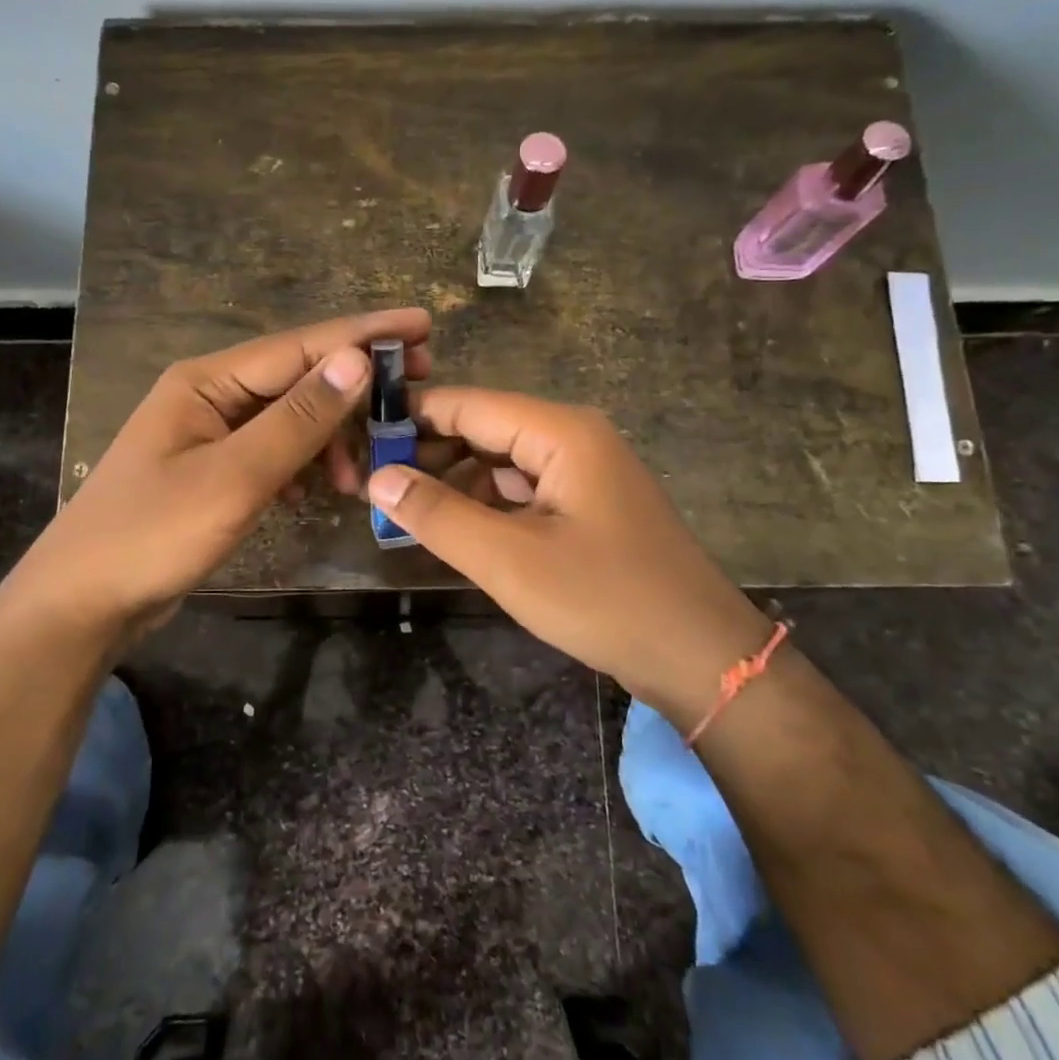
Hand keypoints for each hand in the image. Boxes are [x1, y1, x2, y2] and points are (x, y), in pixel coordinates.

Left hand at [29, 309, 431, 641]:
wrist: (83, 601)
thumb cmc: (153, 534)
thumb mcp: (235, 477)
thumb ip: (297, 419)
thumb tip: (356, 360)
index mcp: (207, 381)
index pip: (301, 345)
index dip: (364, 334)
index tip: (424, 325)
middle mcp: (209, 395)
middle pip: (298, 378)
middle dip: (354, 389)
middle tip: (414, 396)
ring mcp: (209, 434)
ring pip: (289, 419)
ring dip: (330, 439)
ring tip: (359, 478)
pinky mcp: (212, 470)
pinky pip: (273, 452)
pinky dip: (303, 466)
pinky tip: (318, 491)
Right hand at [367, 388, 770, 719]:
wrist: (700, 655)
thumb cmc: (604, 599)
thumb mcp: (509, 560)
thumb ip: (438, 514)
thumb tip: (378, 477)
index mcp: (560, 432)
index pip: (468, 404)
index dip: (411, 418)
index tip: (358, 440)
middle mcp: (573, 438)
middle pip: (484, 429)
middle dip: (429, 453)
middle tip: (370, 484)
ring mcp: (584, 473)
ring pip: (501, 462)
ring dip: (454, 482)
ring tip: (401, 509)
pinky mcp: (587, 507)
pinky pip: (522, 491)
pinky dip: (485, 505)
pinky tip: (452, 529)